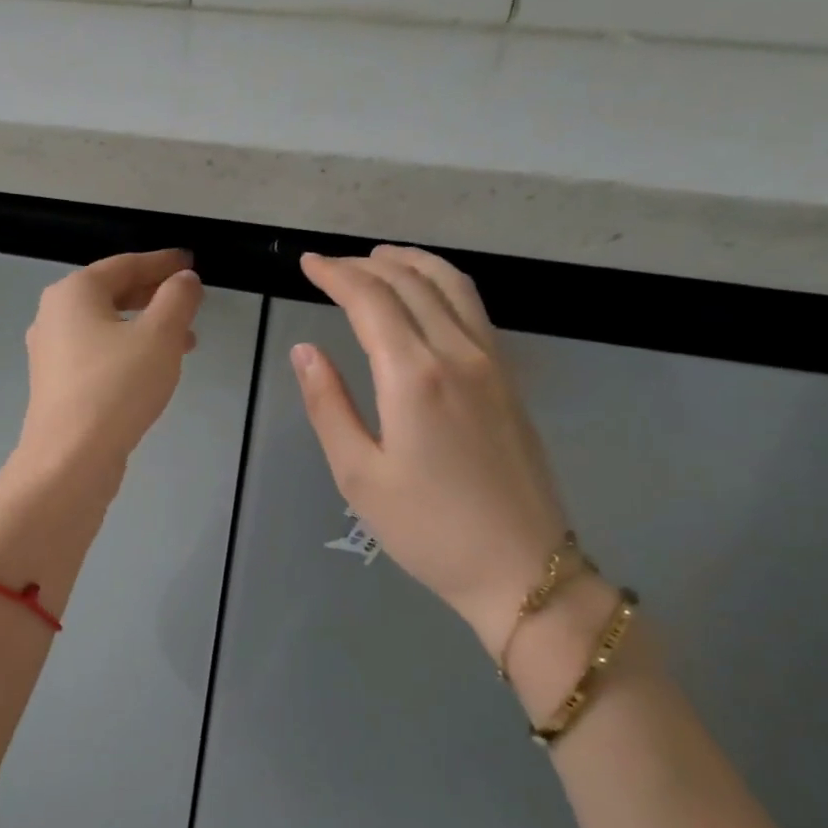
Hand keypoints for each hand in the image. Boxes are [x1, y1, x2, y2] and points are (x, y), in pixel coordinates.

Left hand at [13, 249, 203, 479]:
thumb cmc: (116, 387)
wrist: (70, 459)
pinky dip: (127, 351)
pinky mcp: (56, 385)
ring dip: (146, 327)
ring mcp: (51, 353)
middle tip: (190, 301)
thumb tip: (184, 279)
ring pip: (106, 327)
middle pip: (112, 293)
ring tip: (185, 342)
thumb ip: (177, 300)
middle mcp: (54, 316)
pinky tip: (152, 370)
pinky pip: (97, 354)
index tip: (190, 262)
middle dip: (155, 296)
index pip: (125, 265)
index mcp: (73, 292)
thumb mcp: (159, 336)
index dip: (162, 262)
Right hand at [293, 246, 570, 654]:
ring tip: (379, 258)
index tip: (308, 263)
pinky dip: (443, 284)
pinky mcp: (509, 379)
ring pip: (452, 286)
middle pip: (412, 282)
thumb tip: (305, 350)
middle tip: (331, 264)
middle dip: (367, 264)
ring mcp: (492, 363)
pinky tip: (426, 296)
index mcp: (414, 376)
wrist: (522, 568)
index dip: (336, 274)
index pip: (371, 300)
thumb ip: (328, 405)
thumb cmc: (427, 528)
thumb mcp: (358, 474)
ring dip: (412, 263)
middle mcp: (458, 354)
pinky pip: (474, 309)